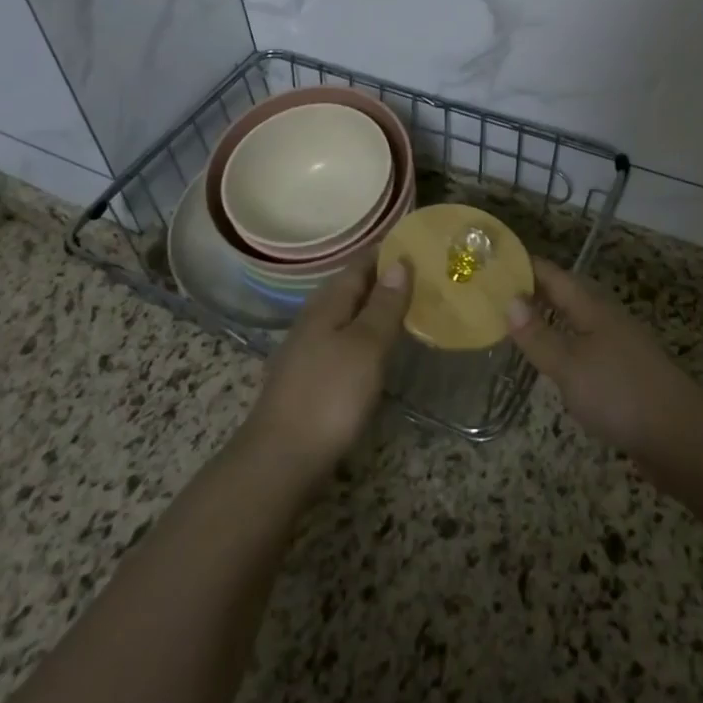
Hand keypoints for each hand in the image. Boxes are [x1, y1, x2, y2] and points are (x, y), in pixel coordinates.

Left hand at [241, 254, 411, 480]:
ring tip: (408, 305)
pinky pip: (343, 339)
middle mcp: (314, 319)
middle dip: (383, 277)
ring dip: (374, 306)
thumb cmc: (329, 396)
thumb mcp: (366, 346)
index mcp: (327, 303)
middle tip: (422, 273)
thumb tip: (399, 261)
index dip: (386, 251)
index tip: (417, 242)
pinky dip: (365, 333)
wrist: (280, 460)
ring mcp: (307, 349)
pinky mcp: (309, 377)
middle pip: (351, 287)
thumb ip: (384, 305)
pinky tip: (379, 346)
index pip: (359, 264)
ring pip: (346, 314)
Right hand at [506, 259, 702, 460]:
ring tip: (518, 325)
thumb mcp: (569, 364)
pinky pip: (586, 349)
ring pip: (577, 323)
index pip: (555, 276)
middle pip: (567, 296)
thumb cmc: (619, 393)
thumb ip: (538, 335)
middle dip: (535, 292)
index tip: (496, 261)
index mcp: (593, 308)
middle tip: (497, 293)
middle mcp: (607, 320)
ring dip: (550, 319)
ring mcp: (619, 347)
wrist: (680, 436)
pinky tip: (554, 363)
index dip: (527, 267)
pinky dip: (564, 346)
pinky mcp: (625, 375)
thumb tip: (509, 300)